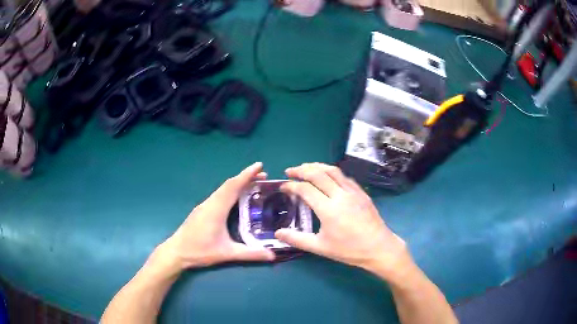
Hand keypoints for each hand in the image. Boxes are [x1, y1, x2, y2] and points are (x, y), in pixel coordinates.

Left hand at [159, 162, 274, 270]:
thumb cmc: (200, 251)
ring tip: (253, 185)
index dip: (247, 175)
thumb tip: (273, 256)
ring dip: (238, 184)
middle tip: (263, 176)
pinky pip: (218, 195)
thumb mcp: (227, 254)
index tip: (260, 166)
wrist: (176, 252)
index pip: (233, 186)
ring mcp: (204, 205)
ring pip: (223, 189)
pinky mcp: (201, 210)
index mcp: (216, 209)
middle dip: (246, 177)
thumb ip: (250, 254)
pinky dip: (230, 191)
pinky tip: (235, 198)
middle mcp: (210, 203)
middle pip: (229, 184)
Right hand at [275, 163, 409, 276]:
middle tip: (290, 171)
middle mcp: (340, 195)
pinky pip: (344, 176)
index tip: (282, 186)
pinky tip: (328, 177)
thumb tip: (277, 233)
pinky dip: (332, 172)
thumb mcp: (320, 247)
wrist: (378, 247)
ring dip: (317, 166)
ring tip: (306, 168)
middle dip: (301, 170)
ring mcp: (353, 191)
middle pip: (318, 174)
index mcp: (328, 209)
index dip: (291, 185)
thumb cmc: (349, 250)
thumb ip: (297, 239)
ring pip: (333, 170)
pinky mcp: (362, 192)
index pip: (305, 189)